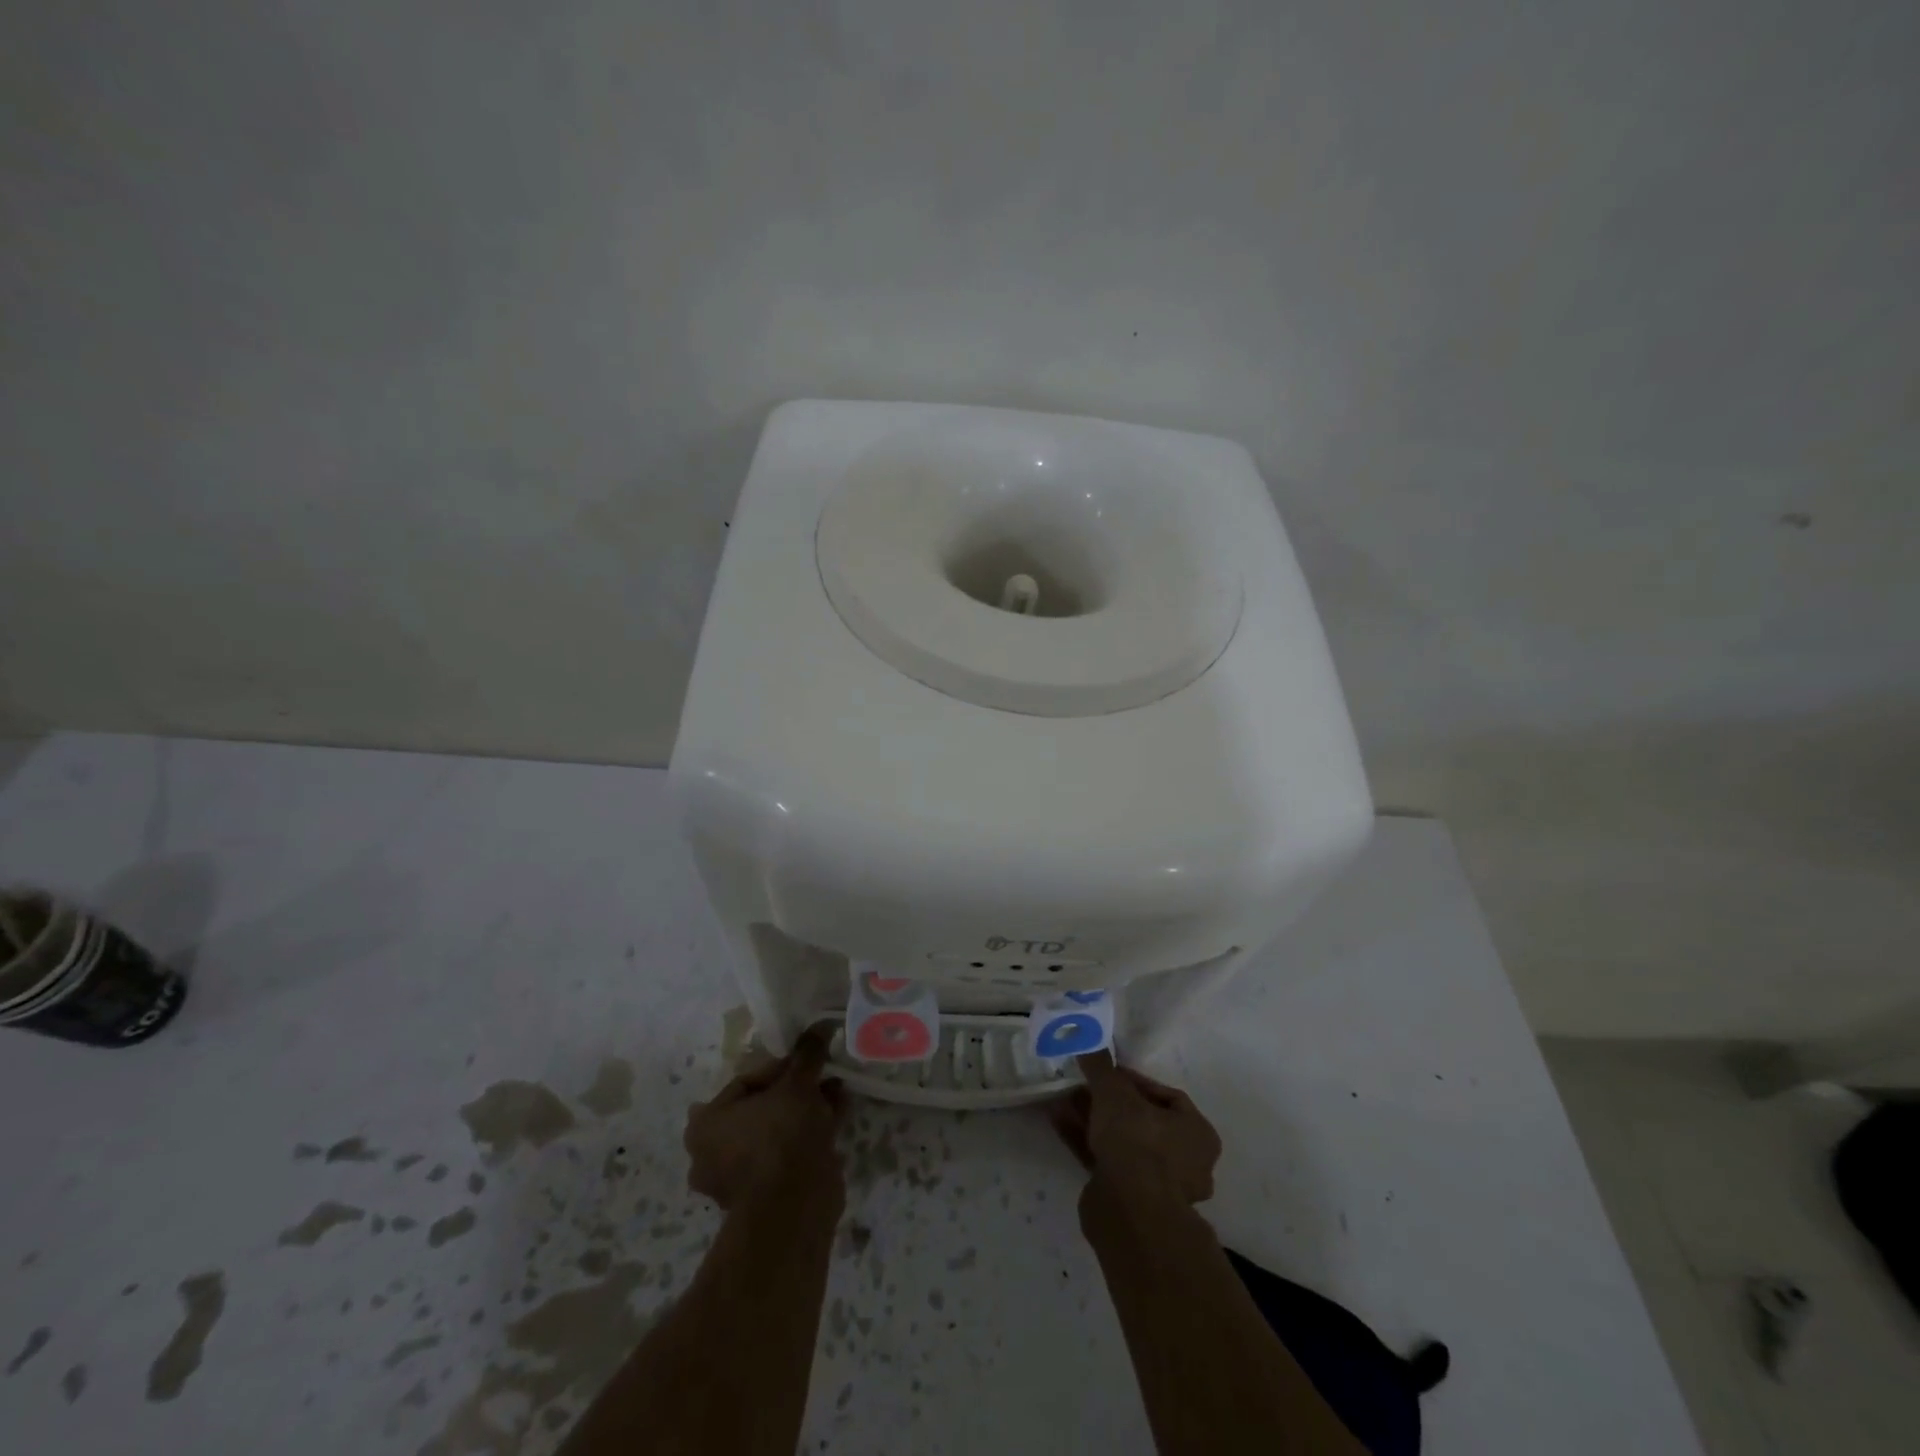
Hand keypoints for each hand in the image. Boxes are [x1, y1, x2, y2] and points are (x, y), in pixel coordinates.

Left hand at [684, 1026, 844, 1210]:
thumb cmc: (781, 1136)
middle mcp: (713, 1153)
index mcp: (706, 1125)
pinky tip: (838, 1114)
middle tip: (822, 1076)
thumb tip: (821, 1024)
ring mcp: (739, 1179)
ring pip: (776, 1131)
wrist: (795, 1206)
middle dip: (794, 1091)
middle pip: (761, 1108)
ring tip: (836, 1091)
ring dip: (805, 1111)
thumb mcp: (797, 1084)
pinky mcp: (765, 1196)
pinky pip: (787, 1153)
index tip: (808, 1061)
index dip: (781, 1066)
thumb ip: (808, 1053)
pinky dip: (809, 1134)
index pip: (746, 1081)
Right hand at [1050, 1050, 1221, 1204]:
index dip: (1134, 1081)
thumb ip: (1101, 1066)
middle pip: (1141, 1120)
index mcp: (1197, 1134)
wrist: (1130, 1212)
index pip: (1167, 1097)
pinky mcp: (1129, 1202)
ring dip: (1092, 1120)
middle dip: (1107, 1102)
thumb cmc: (1137, 1141)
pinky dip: (1084, 1141)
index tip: (1107, 1073)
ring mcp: (1157, 1186)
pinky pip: (1106, 1162)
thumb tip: (1086, 1038)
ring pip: (1121, 1142)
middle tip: (1081, 1086)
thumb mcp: (1115, 1092)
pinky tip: (1059, 1122)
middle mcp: (1185, 1161)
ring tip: (1063, 1101)